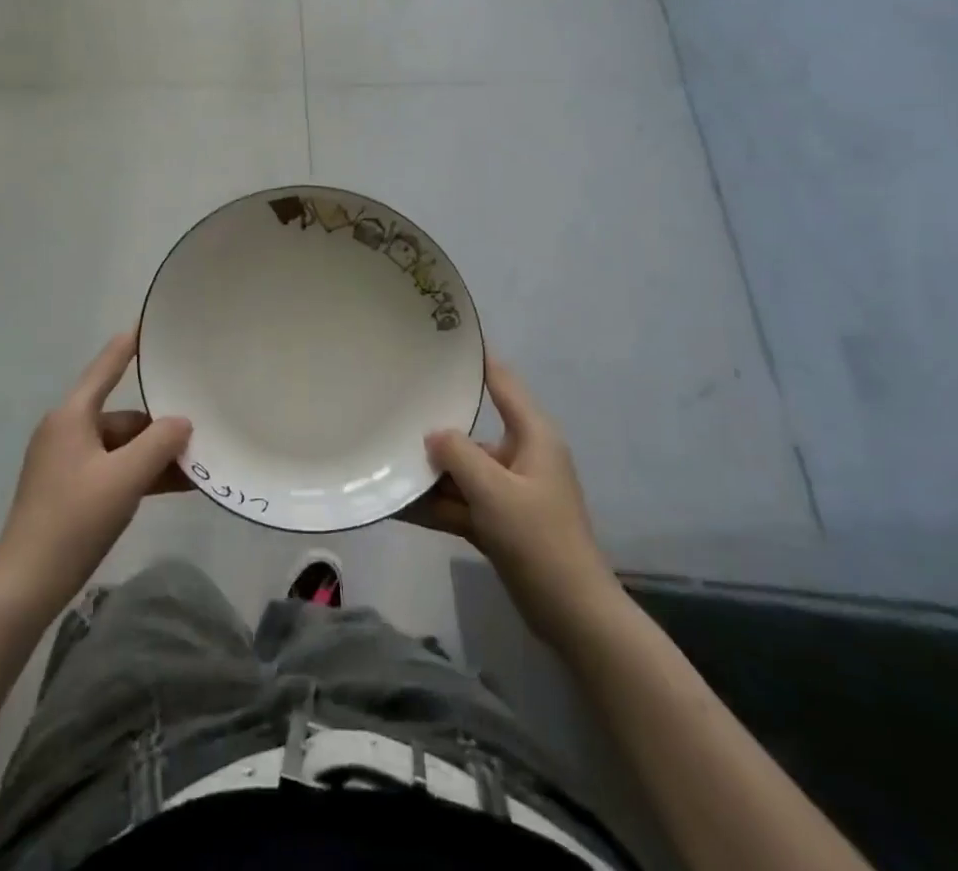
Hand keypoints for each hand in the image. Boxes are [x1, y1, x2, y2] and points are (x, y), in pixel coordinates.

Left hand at [0, 331, 191, 619]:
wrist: (25, 586)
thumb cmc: (73, 521)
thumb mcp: (124, 479)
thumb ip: (159, 444)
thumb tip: (182, 422)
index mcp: (72, 416)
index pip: (107, 366)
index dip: (130, 343)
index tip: (151, 321)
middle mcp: (68, 430)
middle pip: (123, 415)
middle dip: (160, 426)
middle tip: (201, 428)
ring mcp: (68, 461)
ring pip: (122, 446)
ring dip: (155, 455)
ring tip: (197, 465)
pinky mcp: (71, 489)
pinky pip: (114, 469)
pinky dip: (140, 474)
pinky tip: (175, 486)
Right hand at [399, 359, 624, 647]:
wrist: (573, 615)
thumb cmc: (539, 539)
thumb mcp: (494, 491)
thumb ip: (458, 454)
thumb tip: (432, 434)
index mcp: (532, 436)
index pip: (502, 382)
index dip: (476, 360)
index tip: (441, 341)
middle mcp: (521, 456)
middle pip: (472, 431)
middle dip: (435, 427)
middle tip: (393, 406)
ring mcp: (509, 491)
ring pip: (462, 471)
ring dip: (430, 474)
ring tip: (384, 460)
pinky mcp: (499, 522)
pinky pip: (461, 503)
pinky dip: (435, 505)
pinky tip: (396, 505)